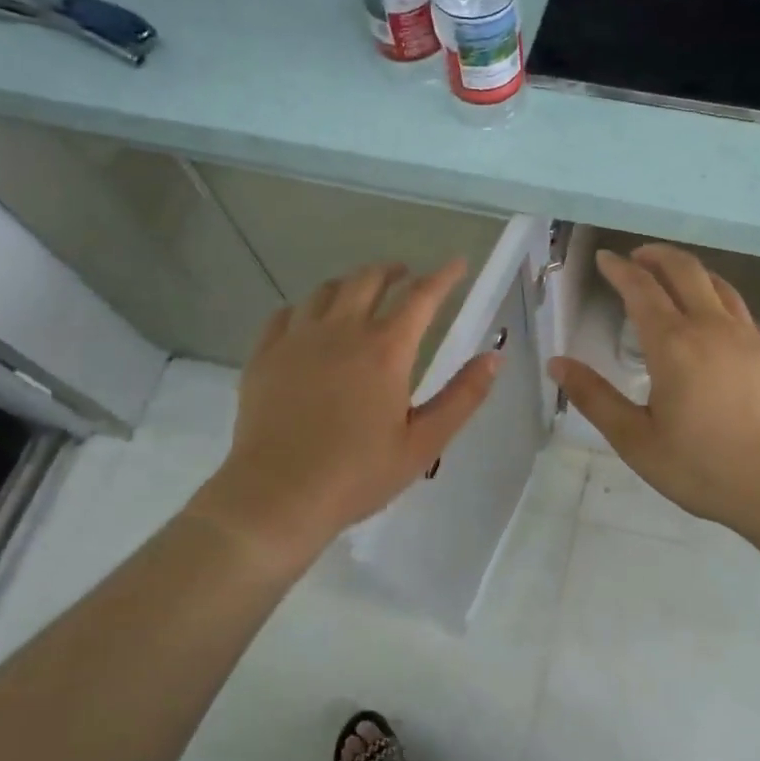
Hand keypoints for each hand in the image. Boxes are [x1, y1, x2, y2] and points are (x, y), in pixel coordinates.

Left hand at [194, 260, 498, 568]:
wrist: (278, 497)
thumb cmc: (358, 474)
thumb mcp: (424, 443)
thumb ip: (463, 397)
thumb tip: (494, 357)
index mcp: (386, 350)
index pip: (422, 296)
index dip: (444, 276)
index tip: (458, 263)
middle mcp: (342, 331)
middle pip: (368, 279)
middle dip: (392, 270)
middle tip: (405, 276)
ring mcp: (298, 339)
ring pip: (326, 290)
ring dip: (350, 284)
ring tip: (360, 293)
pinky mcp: (265, 356)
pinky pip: (285, 314)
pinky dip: (306, 308)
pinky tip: (309, 322)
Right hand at [549, 244, 759, 548]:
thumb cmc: (704, 468)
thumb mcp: (636, 441)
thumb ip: (595, 398)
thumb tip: (557, 363)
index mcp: (673, 344)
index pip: (641, 289)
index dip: (619, 268)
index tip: (605, 258)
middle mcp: (712, 327)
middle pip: (684, 271)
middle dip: (657, 256)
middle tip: (637, 257)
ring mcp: (750, 337)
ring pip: (719, 285)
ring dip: (691, 272)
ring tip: (674, 277)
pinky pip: (743, 313)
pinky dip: (721, 302)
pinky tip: (719, 321)